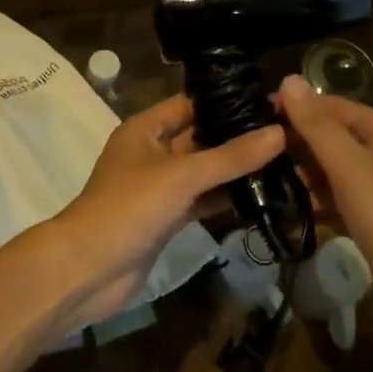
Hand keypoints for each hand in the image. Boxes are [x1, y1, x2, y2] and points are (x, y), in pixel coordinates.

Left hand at [43, 95, 282, 333]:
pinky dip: (225, 198)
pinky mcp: (166, 218)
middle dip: (237, 136)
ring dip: (235, 169)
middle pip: (200, 137)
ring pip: (204, 171)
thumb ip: (231, 156)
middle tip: (285, 131)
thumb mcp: (182, 176)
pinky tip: (261, 196)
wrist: (87, 271)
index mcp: (145, 129)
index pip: (191, 104)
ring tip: (283, 160)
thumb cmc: (128, 208)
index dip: (226, 100)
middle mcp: (152, 152)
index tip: (269, 101)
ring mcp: (159, 187)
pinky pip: (201, 200)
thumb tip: (279, 132)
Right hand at [276, 74, 372, 354]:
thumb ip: (317, 125)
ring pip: (334, 169)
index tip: (253, 113)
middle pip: (334, 136)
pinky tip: (288, 207)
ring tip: (260, 176)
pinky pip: (340, 198)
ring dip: (303, 172)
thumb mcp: (351, 168)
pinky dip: (318, 199)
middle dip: (297, 141)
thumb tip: (288, 79)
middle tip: (252, 148)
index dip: (296, 107)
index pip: (333, 106)